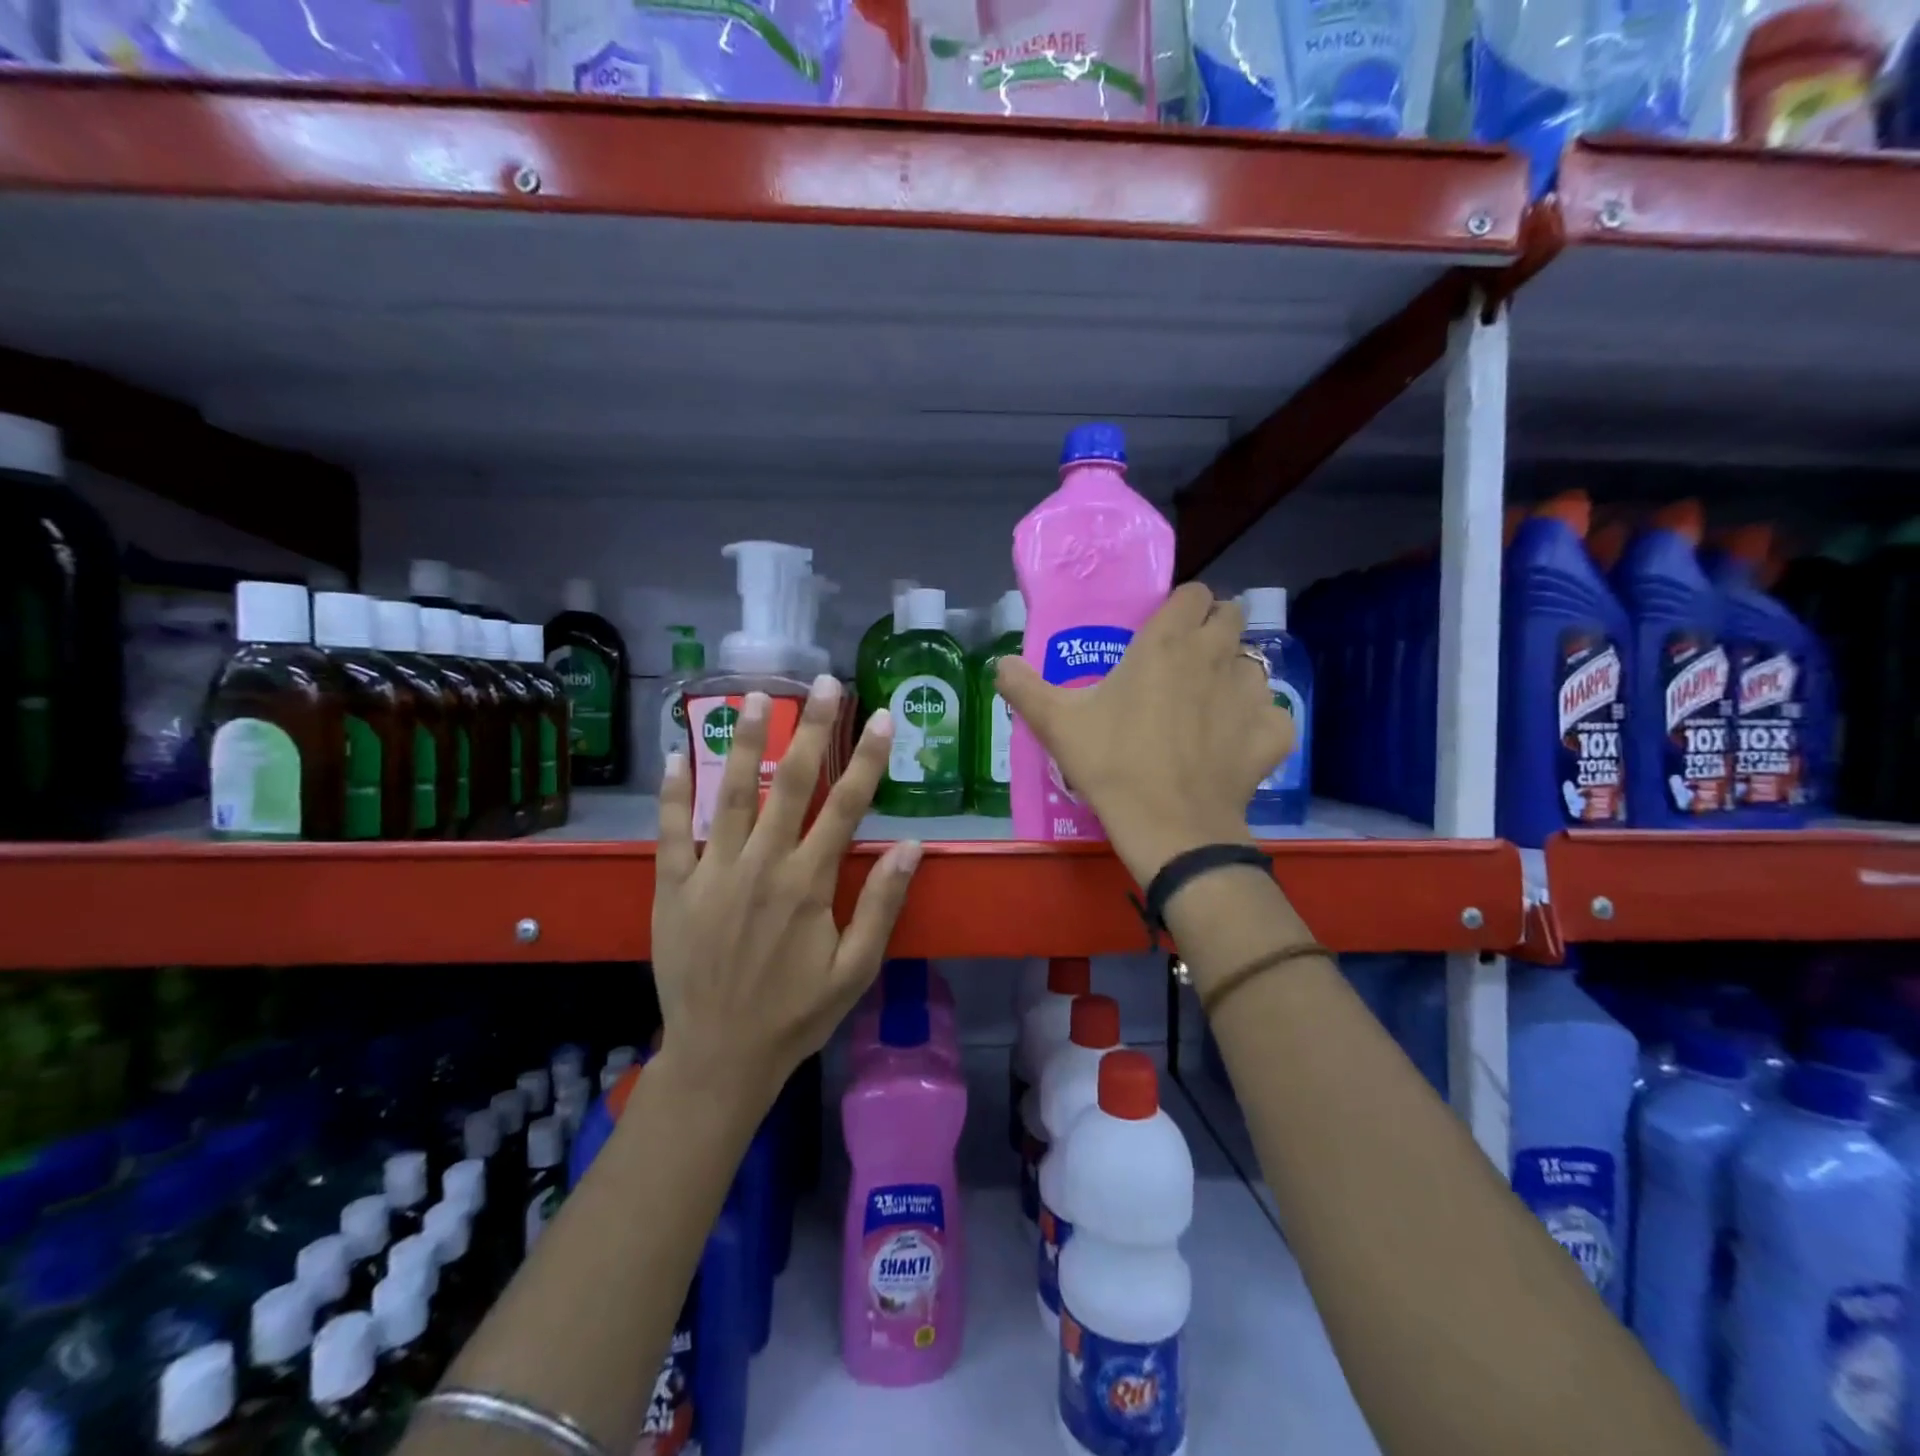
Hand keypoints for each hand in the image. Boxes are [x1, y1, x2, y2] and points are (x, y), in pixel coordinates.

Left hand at [652, 676, 921, 1110]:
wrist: (719, 1057)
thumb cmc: (795, 1014)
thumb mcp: (855, 970)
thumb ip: (881, 904)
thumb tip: (913, 845)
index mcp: (808, 884)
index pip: (846, 806)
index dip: (868, 758)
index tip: (882, 717)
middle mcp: (762, 866)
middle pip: (792, 784)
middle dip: (811, 729)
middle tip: (823, 683)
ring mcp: (713, 874)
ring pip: (730, 794)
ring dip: (744, 742)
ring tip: (752, 696)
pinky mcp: (673, 888)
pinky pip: (671, 832)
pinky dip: (673, 793)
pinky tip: (675, 755)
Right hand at [995, 582, 1292, 884]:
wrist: (1169, 827)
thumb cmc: (1112, 764)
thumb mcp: (1057, 724)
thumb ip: (1024, 687)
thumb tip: (999, 663)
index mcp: (1168, 643)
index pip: (1194, 593)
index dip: (1181, 607)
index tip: (1163, 630)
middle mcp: (1216, 656)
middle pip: (1232, 616)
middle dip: (1213, 629)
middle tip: (1185, 661)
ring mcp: (1251, 694)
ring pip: (1253, 664)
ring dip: (1233, 674)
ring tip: (1208, 704)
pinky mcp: (1272, 732)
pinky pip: (1272, 713)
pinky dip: (1257, 723)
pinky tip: (1235, 742)